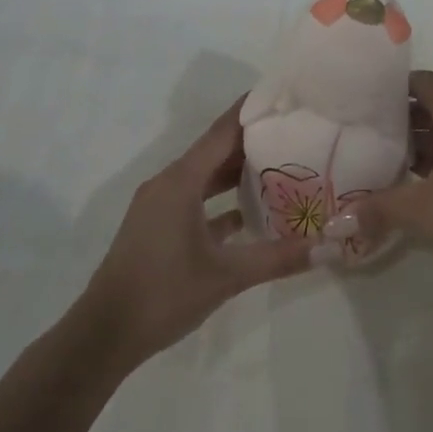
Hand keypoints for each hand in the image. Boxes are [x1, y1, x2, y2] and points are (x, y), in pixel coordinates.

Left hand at [77, 100, 311, 368]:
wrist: (104, 335)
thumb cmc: (164, 293)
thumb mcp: (227, 275)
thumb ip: (278, 258)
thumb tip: (328, 246)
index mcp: (181, 181)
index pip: (222, 132)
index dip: (251, 111)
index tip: (282, 96)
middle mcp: (169, 183)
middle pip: (215, 151)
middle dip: (252, 140)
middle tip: (293, 131)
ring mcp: (160, 206)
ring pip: (204, 177)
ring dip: (236, 171)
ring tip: (281, 166)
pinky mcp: (157, 228)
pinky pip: (195, 201)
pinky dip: (221, 200)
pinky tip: (250, 213)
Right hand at [336, 71, 432, 274]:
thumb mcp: (423, 211)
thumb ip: (379, 208)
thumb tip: (339, 219)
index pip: (421, 81)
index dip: (392, 89)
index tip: (365, 105)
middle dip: (405, 120)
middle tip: (372, 139)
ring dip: (428, 139)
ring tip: (395, 163)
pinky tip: (430, 180)